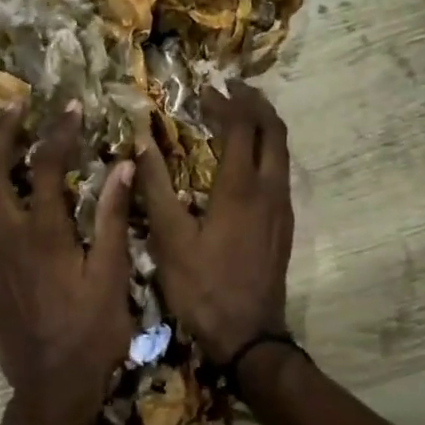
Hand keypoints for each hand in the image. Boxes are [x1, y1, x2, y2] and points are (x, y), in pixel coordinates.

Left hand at [0, 102, 134, 424]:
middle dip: (1, 134)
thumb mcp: (112, 277)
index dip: (58, 133)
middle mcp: (7, 237)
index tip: (71, 108)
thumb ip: (114, 219)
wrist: (50, 387)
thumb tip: (121, 166)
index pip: (44, 167)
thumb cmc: (91, 335)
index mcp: (42, 235)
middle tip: (17, 107)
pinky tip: (1, 187)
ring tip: (6, 137)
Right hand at [136, 81, 293, 364]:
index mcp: (240, 188)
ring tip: (238, 115)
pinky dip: (266, 151)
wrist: (249, 336)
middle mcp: (269, 190)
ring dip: (263, 126)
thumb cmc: (203, 287)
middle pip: (273, 131)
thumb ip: (155, 187)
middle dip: (254, 103)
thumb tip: (141, 142)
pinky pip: (280, 172)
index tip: (205, 88)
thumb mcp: (169, 239)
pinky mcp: (284, 225)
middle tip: (230, 89)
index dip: (224, 101)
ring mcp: (282, 208)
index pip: (240, 126)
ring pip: (282, 151)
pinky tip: (245, 161)